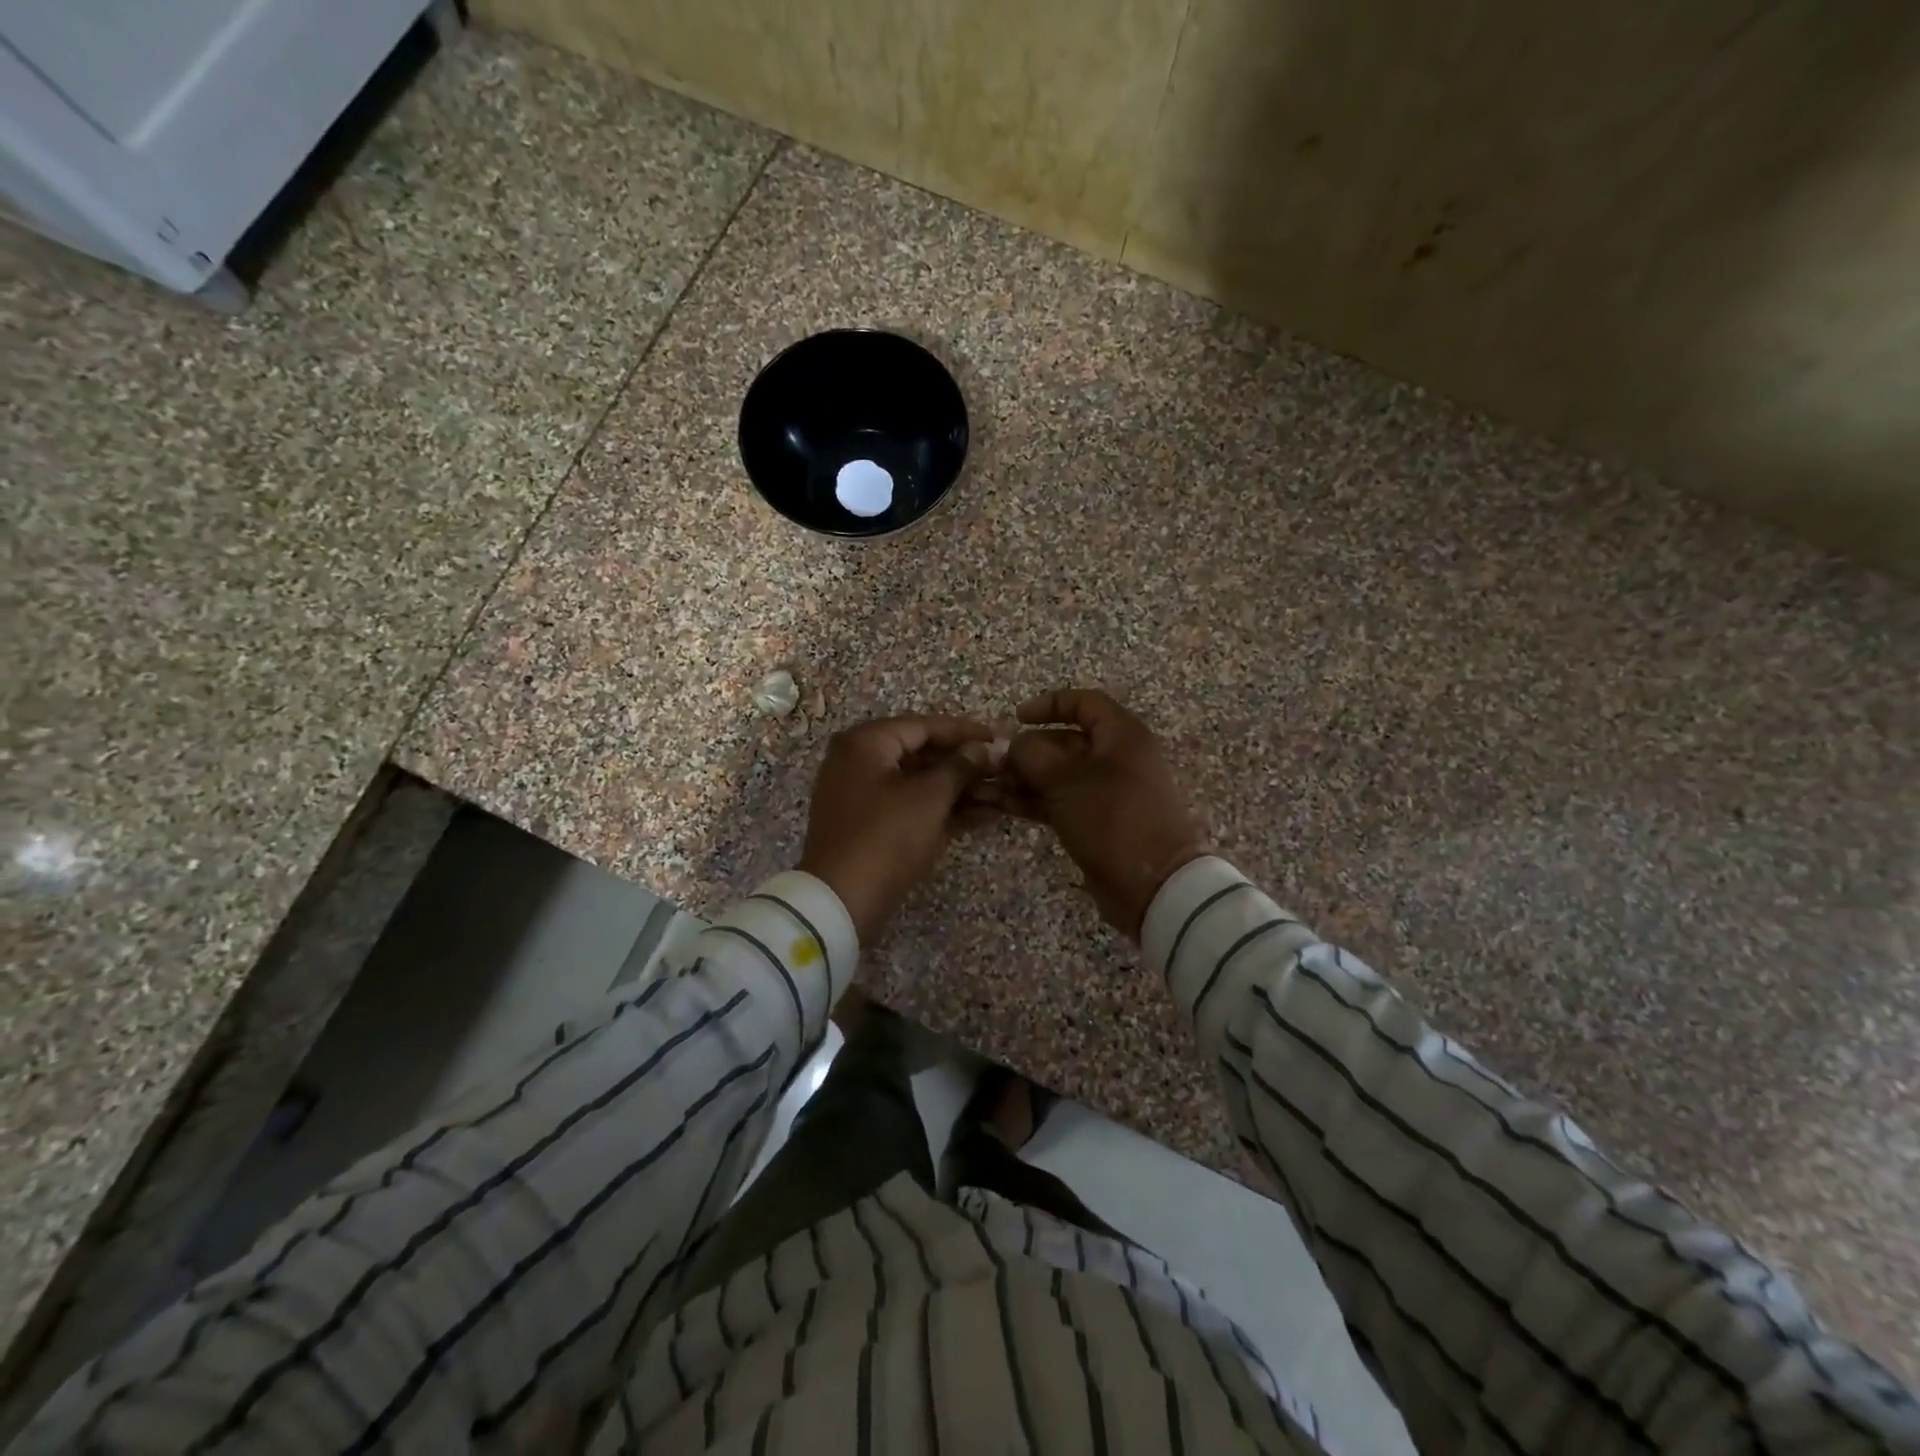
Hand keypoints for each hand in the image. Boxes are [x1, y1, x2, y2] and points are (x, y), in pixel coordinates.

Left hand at [798, 714, 995, 941]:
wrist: (840, 903)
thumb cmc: (886, 838)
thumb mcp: (929, 798)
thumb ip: (958, 767)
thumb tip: (980, 749)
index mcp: (866, 744)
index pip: (923, 726)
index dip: (964, 731)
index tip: (998, 737)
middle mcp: (859, 762)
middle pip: (922, 754)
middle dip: (965, 765)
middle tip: (1003, 769)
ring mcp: (863, 796)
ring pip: (920, 784)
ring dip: (960, 790)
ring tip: (1002, 795)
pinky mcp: (871, 826)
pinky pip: (912, 807)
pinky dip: (943, 810)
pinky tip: (984, 816)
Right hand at [988, 689, 1211, 940]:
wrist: (1153, 885)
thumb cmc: (1113, 818)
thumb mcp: (1066, 780)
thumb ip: (1032, 755)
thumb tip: (1012, 744)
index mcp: (1121, 735)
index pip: (1084, 703)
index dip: (1049, 705)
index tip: (1015, 717)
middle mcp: (1116, 758)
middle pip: (1065, 742)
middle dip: (1027, 749)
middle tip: (993, 763)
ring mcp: (1106, 792)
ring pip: (1059, 775)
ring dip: (1024, 778)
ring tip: (987, 787)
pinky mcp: (1096, 822)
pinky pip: (1060, 802)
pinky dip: (1034, 801)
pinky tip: (1003, 805)